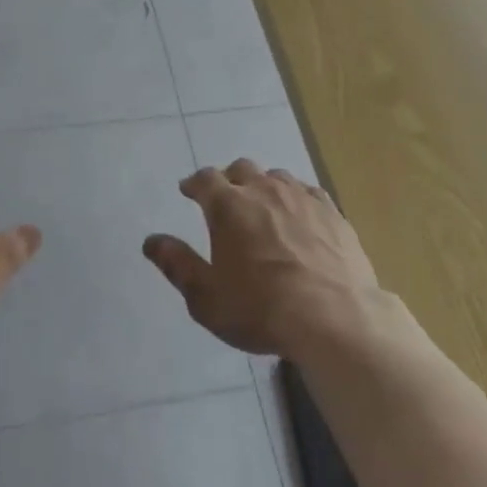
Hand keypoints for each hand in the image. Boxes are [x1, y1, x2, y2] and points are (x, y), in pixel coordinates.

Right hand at [143, 158, 382, 358]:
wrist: (334, 317)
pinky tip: (300, 216)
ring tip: (263, 206)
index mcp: (228, 206)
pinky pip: (308, 192)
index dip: (194, 183)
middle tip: (225, 198)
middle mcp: (263, 189)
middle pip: (241, 169)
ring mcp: (301, 196)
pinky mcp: (332, 211)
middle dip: (229, 179)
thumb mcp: (206, 298)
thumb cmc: (261, 309)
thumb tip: (151, 241)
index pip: (204, 179)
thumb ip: (177, 265)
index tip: (188, 190)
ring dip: (264, 186)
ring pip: (276, 177)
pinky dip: (296, 199)